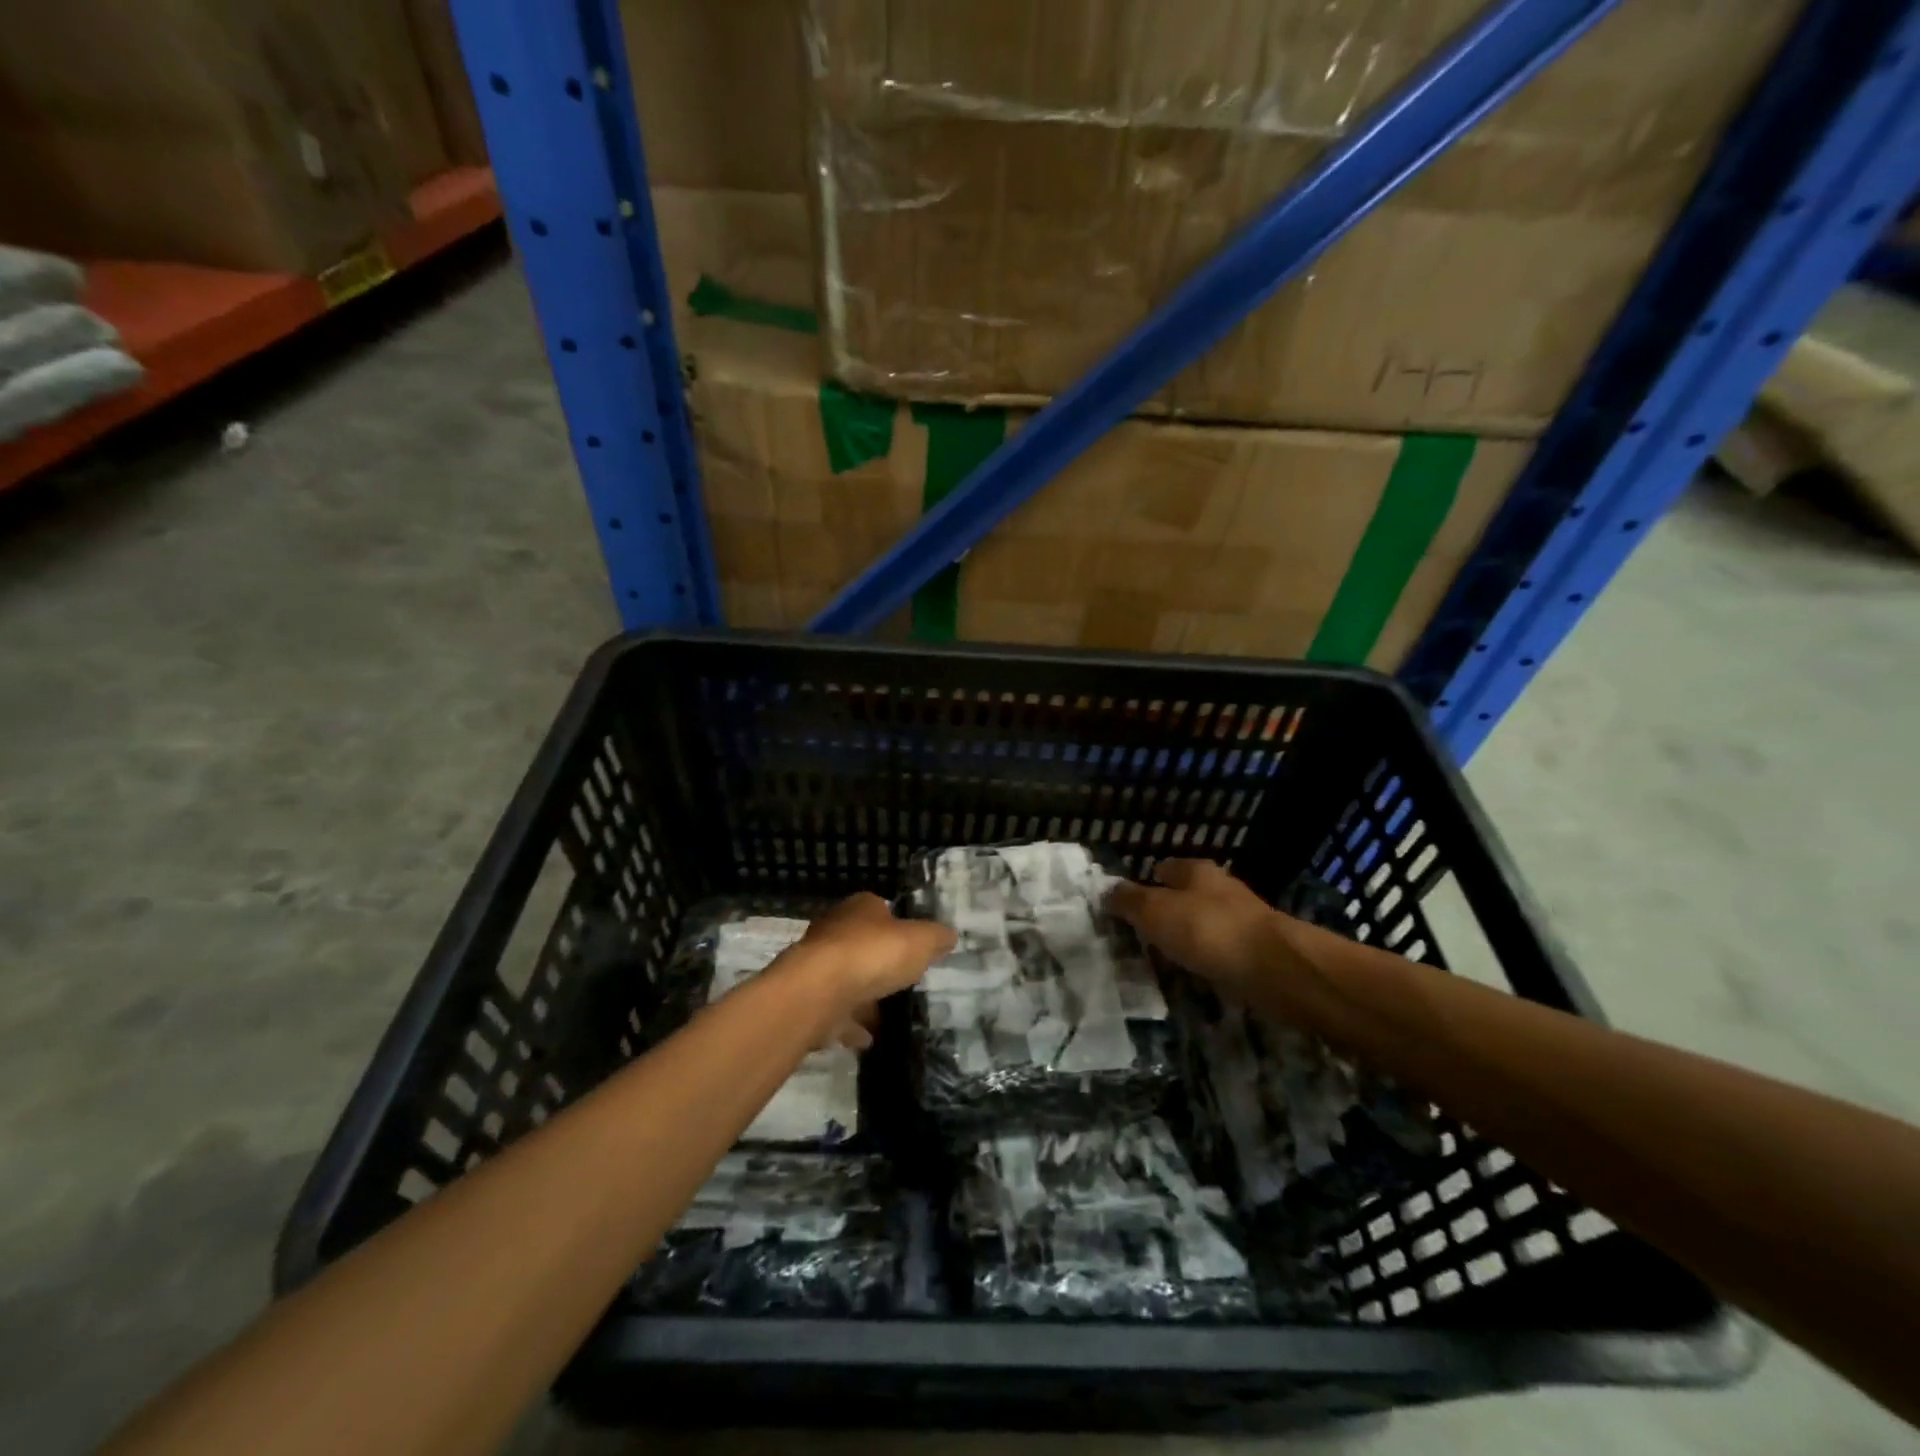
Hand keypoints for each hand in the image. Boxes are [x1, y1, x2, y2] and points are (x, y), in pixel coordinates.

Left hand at [786, 893, 956, 1041]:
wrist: (818, 992)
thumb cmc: (873, 954)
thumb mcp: (920, 940)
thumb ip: (936, 938)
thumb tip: (949, 935)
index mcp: (860, 908)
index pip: (881, 910)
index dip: (899, 927)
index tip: (915, 948)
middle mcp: (835, 931)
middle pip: (862, 946)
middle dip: (880, 965)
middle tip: (903, 984)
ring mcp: (818, 967)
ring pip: (847, 981)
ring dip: (864, 999)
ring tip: (888, 1018)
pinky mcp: (809, 1000)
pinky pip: (835, 1013)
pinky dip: (851, 1026)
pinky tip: (868, 1040)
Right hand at [1108, 859, 1303, 1003]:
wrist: (1275, 969)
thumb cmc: (1208, 930)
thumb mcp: (1156, 911)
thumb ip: (1129, 901)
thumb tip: (1106, 890)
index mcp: (1196, 872)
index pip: (1164, 868)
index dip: (1144, 882)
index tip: (1123, 903)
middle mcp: (1219, 890)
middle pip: (1184, 896)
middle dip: (1163, 911)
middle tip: (1135, 933)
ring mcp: (1240, 921)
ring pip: (1201, 925)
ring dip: (1183, 938)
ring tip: (1157, 958)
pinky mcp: (1253, 953)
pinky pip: (1216, 952)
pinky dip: (1202, 960)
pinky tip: (1189, 974)